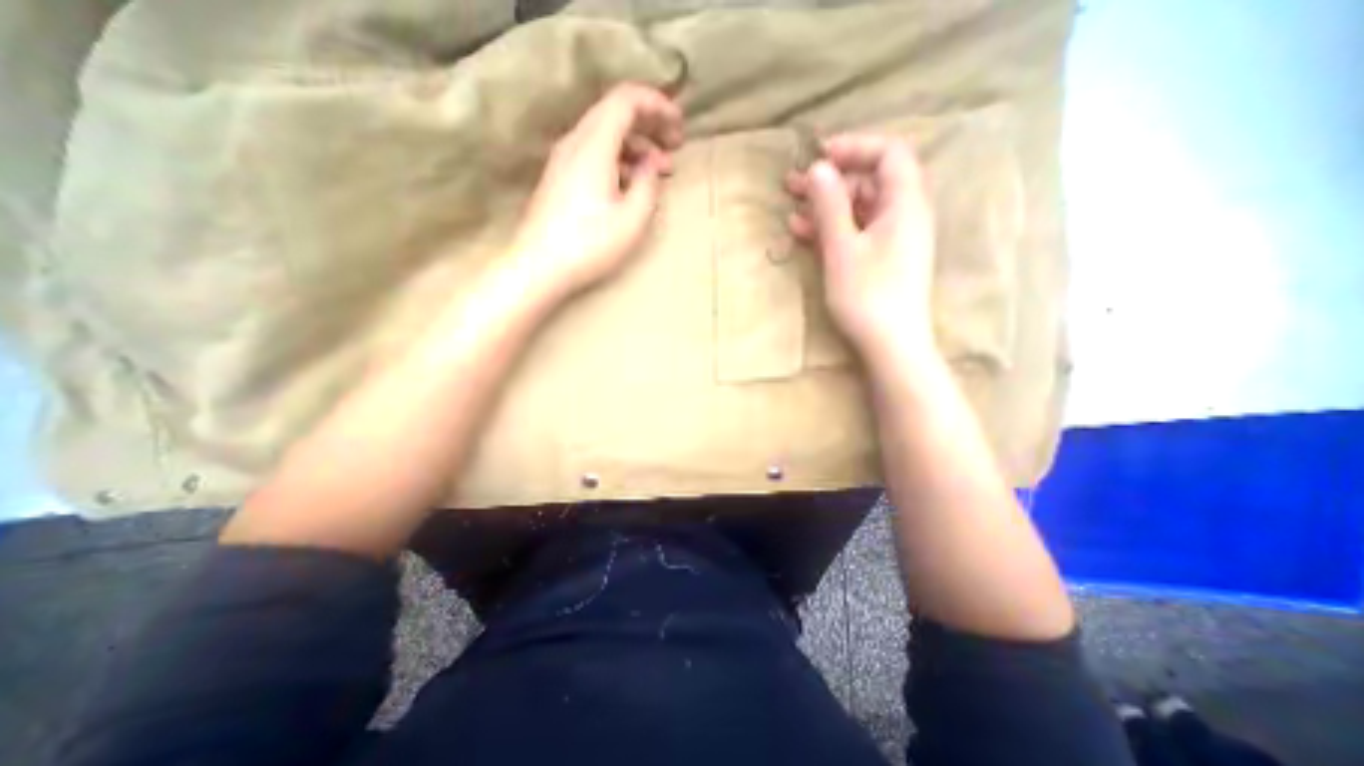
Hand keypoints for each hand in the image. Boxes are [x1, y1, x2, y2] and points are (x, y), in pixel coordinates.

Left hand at [509, 82, 680, 299]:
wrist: (539, 266)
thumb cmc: (589, 244)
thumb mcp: (632, 219)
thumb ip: (648, 184)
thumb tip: (651, 165)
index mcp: (594, 145)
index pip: (626, 99)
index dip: (657, 105)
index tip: (679, 125)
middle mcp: (575, 142)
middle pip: (615, 113)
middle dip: (650, 125)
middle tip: (674, 149)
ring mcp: (564, 160)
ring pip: (605, 136)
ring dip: (636, 148)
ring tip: (659, 172)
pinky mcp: (560, 178)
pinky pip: (593, 154)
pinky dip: (618, 161)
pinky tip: (631, 186)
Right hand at [788, 136, 938, 364]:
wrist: (891, 345)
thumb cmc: (867, 296)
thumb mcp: (842, 248)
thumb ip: (831, 205)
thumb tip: (819, 168)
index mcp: (905, 203)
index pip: (888, 154)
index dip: (854, 148)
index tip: (819, 156)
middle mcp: (905, 215)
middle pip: (870, 181)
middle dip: (831, 180)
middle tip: (793, 184)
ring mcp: (894, 239)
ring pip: (859, 209)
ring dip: (826, 206)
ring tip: (792, 207)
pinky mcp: (883, 259)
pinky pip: (858, 232)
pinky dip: (833, 228)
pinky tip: (803, 232)